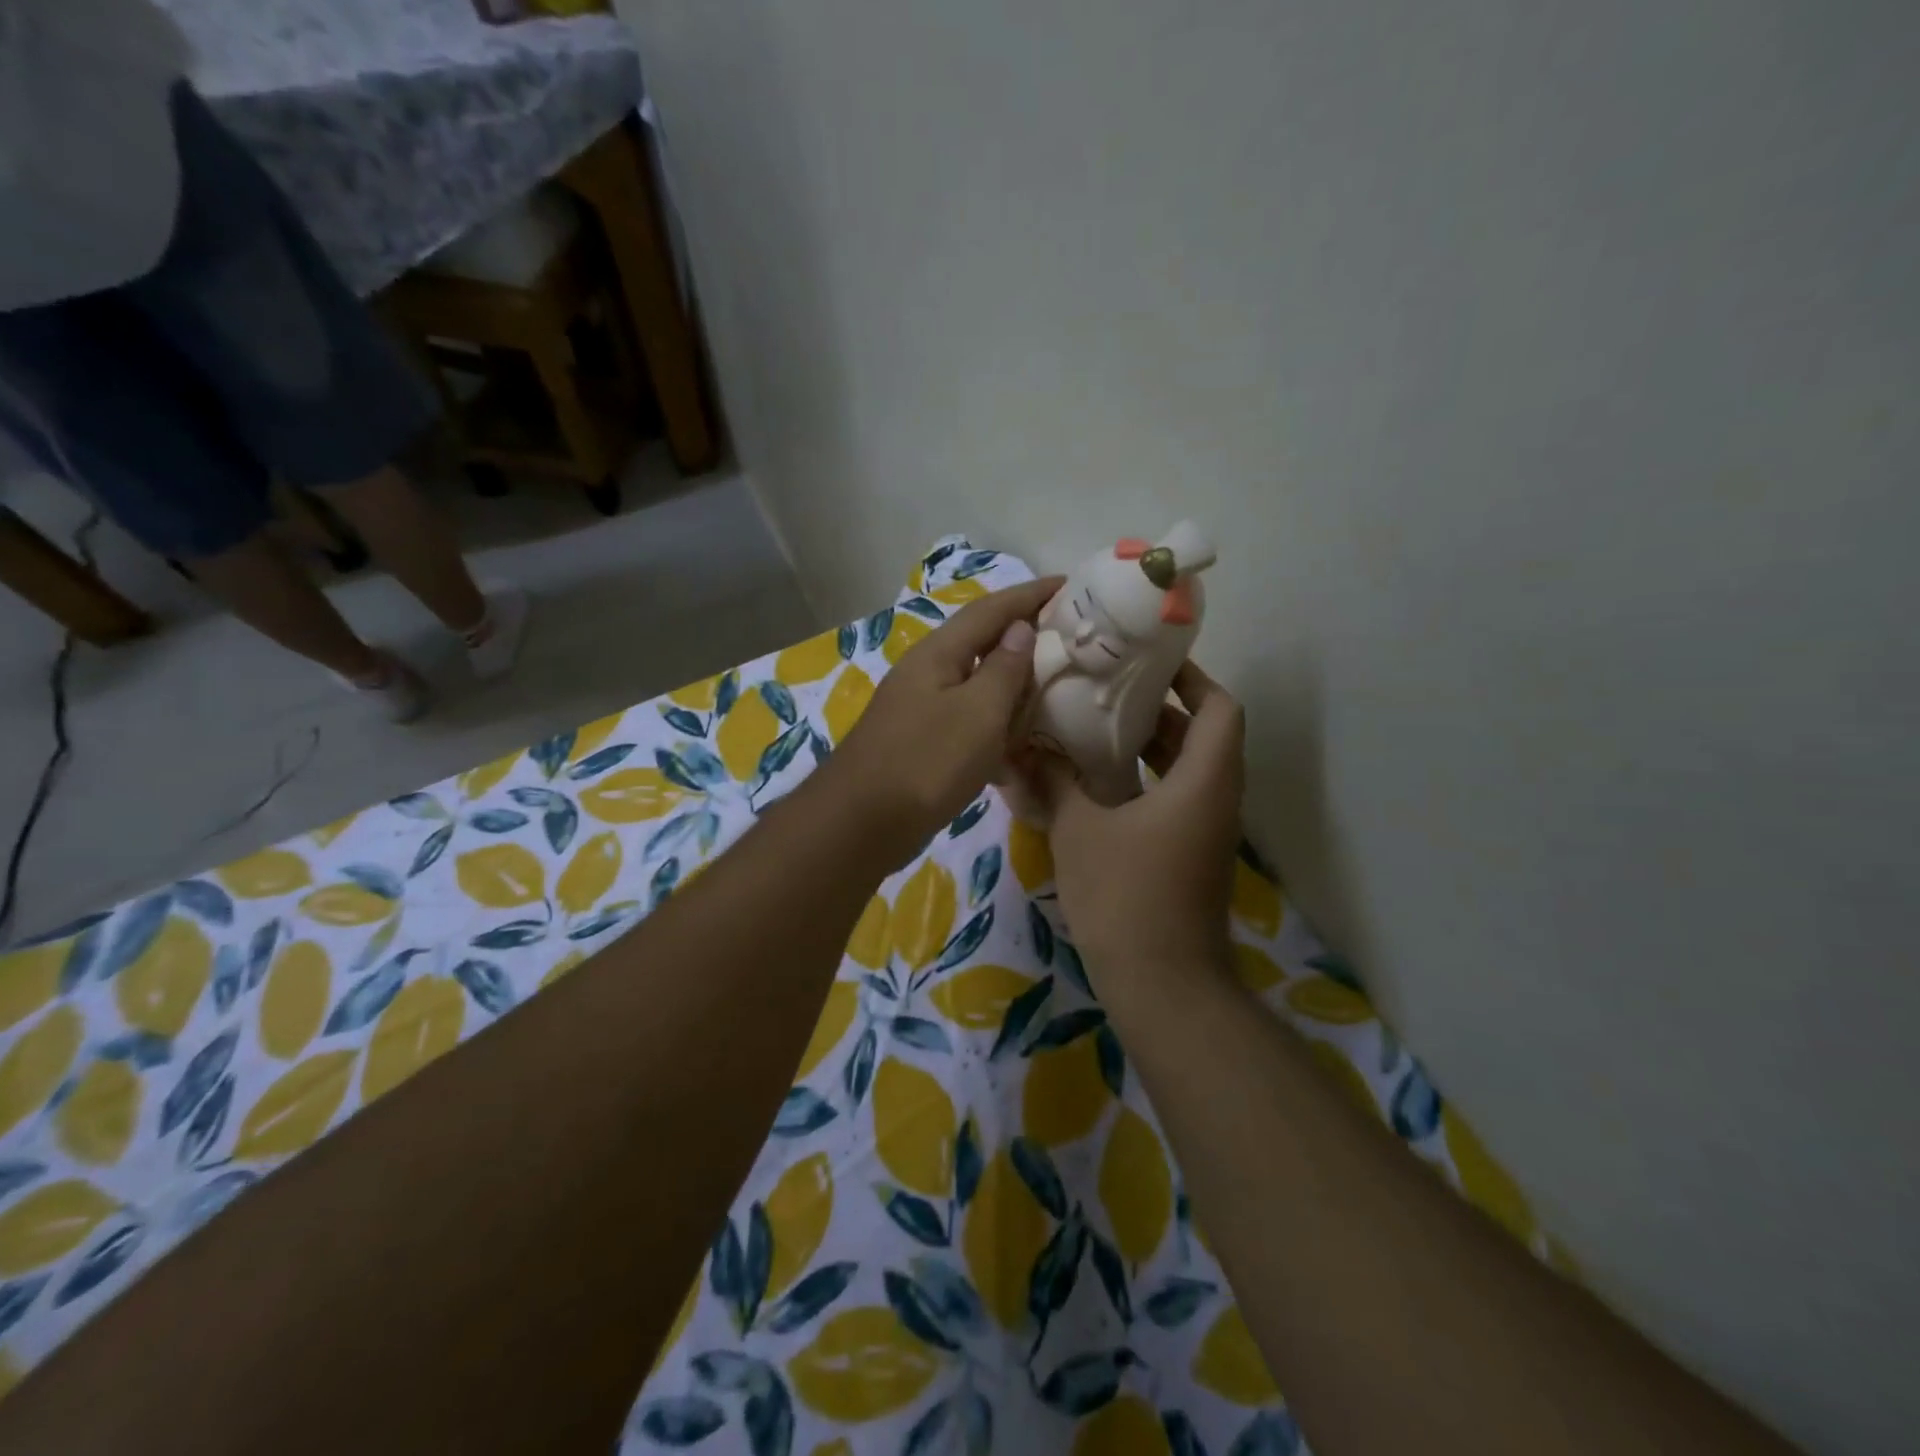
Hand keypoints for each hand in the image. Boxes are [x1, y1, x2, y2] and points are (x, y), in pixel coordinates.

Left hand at [821, 576, 1062, 867]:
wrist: (862, 824)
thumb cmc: (926, 761)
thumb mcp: (977, 712)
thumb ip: (1003, 669)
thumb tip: (1019, 629)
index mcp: (939, 654)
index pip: (991, 610)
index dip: (1031, 595)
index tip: (1070, 584)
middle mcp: (927, 673)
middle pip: (981, 643)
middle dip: (1024, 636)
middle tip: (1069, 638)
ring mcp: (920, 709)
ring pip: (976, 685)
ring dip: (1012, 685)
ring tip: (1053, 688)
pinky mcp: (921, 744)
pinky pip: (967, 723)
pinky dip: (995, 728)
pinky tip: (1018, 750)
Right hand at [1013, 662, 1246, 990]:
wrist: (1162, 984)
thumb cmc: (1125, 895)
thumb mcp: (1079, 830)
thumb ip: (1054, 782)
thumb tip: (1023, 747)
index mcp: (1203, 781)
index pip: (1220, 708)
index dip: (1192, 679)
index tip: (1150, 663)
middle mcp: (1215, 800)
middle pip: (1203, 736)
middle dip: (1160, 710)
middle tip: (1108, 692)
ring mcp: (1206, 832)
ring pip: (1188, 771)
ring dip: (1151, 748)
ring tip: (1096, 730)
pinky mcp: (1191, 857)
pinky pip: (1176, 800)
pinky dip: (1145, 782)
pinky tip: (1097, 785)